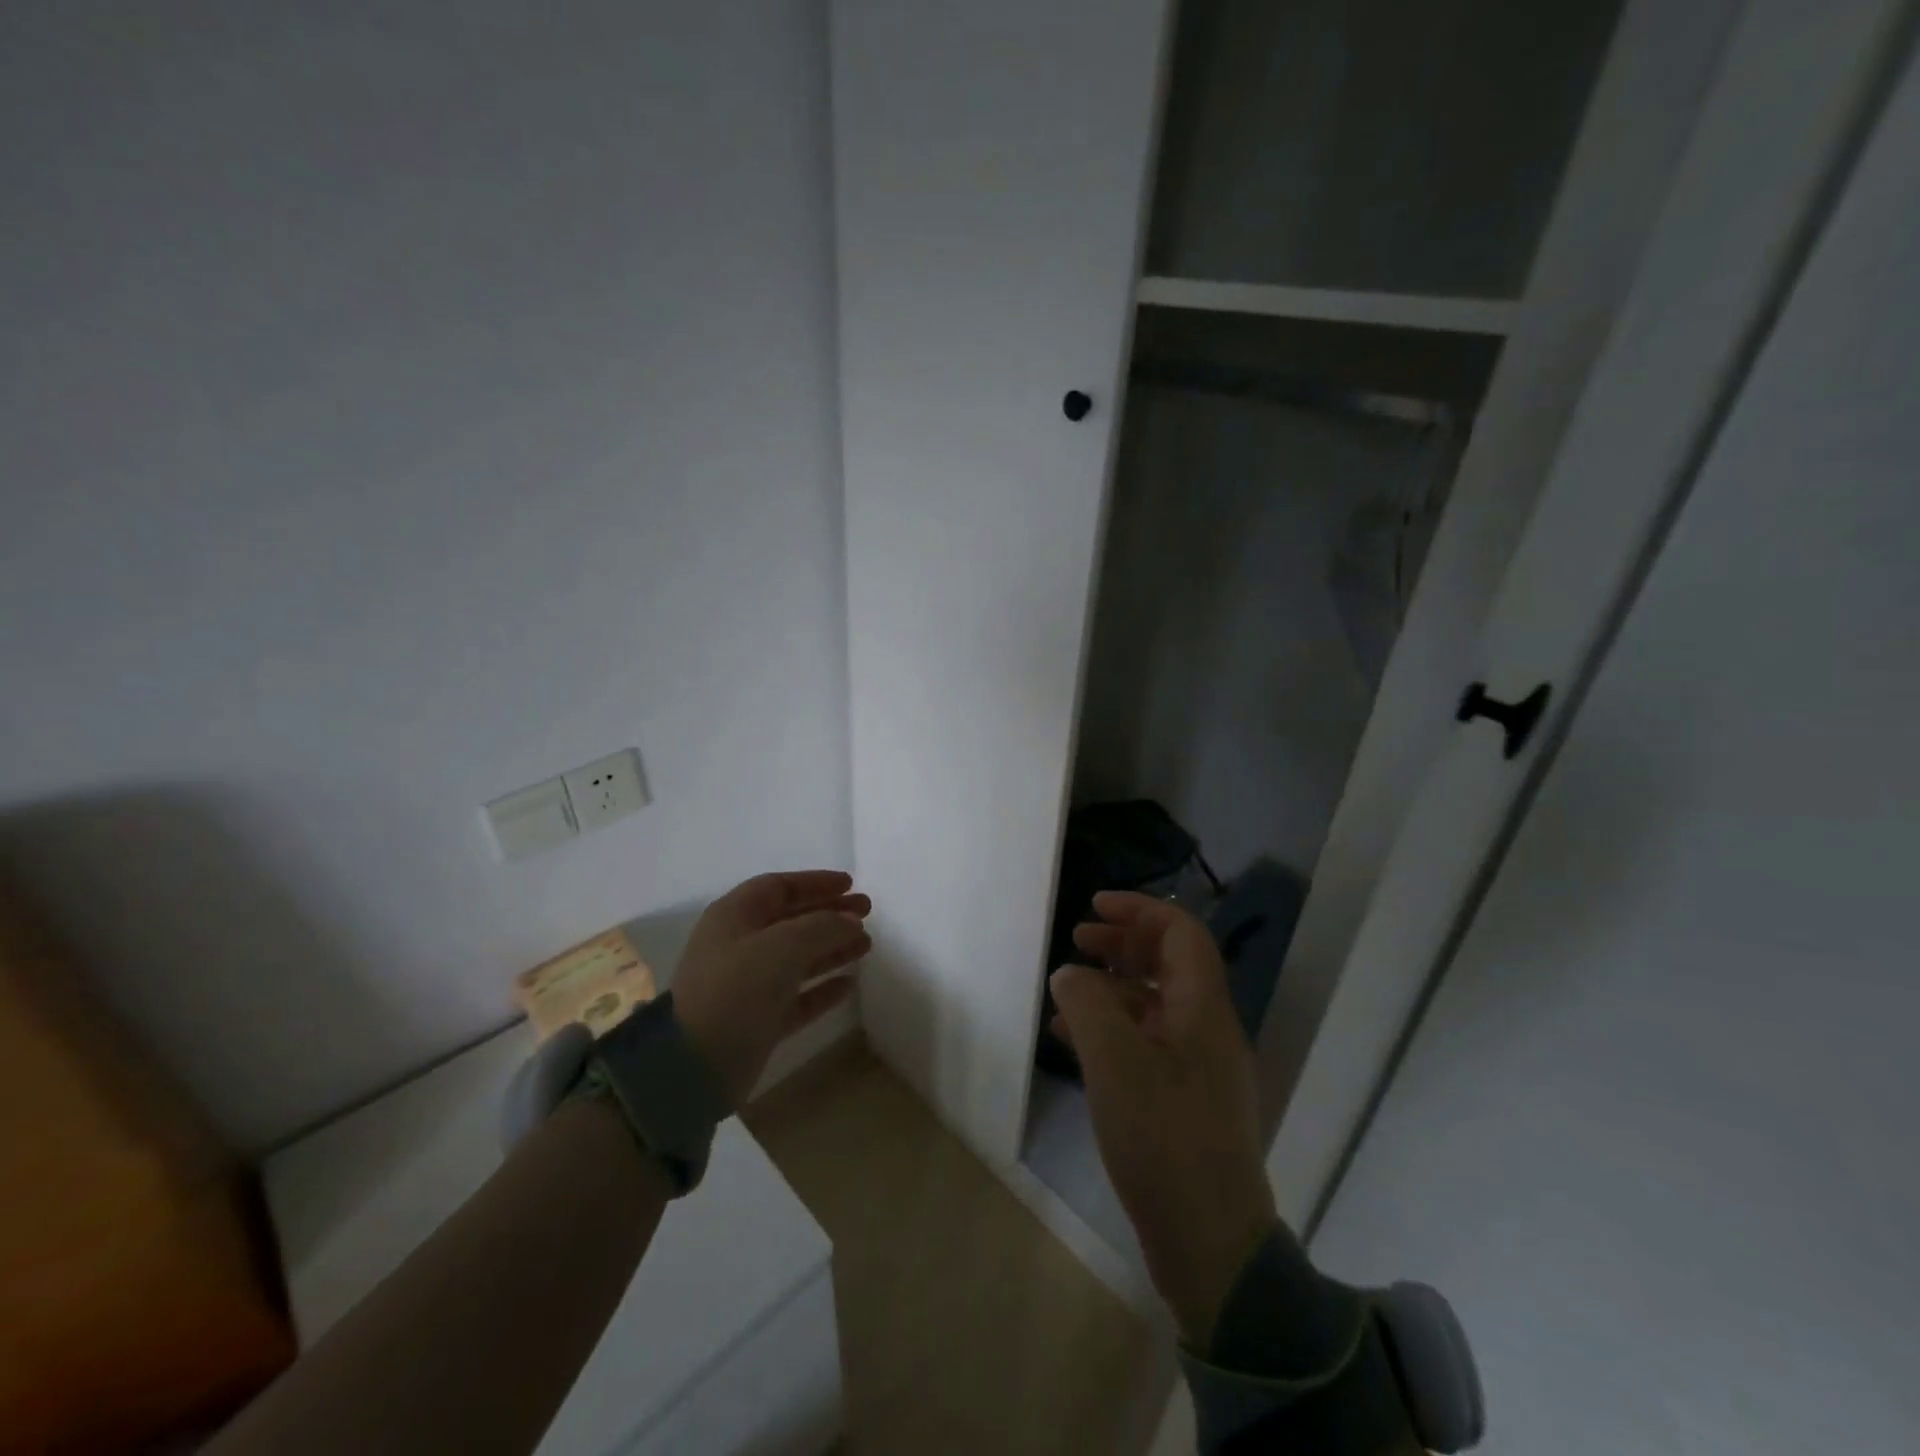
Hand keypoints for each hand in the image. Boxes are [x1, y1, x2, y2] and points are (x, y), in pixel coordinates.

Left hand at [670, 870, 871, 1106]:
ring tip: (867, 945)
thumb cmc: (735, 989)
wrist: (692, 1065)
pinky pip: (797, 996)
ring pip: (798, 957)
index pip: (779, 887)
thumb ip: (822, 926)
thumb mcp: (782, 946)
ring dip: (832, 948)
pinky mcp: (758, 1020)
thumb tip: (851, 920)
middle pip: (792, 920)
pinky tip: (849, 984)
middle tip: (868, 914)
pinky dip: (822, 987)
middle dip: (830, 914)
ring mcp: (748, 984)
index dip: (816, 883)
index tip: (851, 885)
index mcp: (735, 916)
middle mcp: (740, 945)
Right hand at [1050, 891, 1277, 1343]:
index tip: (1095, 905)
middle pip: (1169, 964)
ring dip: (1112, 987)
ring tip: (1067, 990)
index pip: (1181, 933)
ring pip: (1155, 1004)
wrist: (1210, 1242)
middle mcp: (1208, 1029)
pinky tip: (1074, 1042)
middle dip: (1123, 944)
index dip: (1140, 910)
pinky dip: (1113, 1029)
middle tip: (1078, 940)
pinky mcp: (1185, 1101)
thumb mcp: (1114, 1061)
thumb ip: (1087, 1004)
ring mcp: (1200, 1068)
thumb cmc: (1164, 1137)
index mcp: (1204, 1009)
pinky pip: (1148, 1043)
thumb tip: (1071, 975)